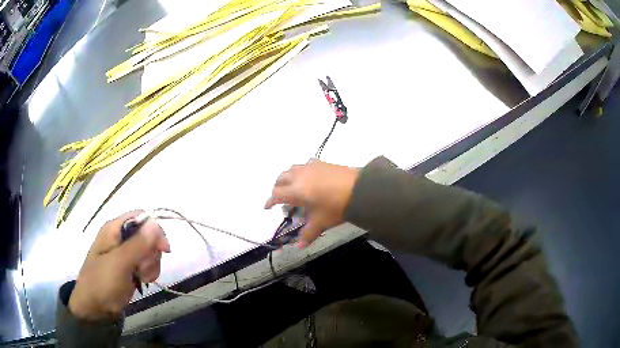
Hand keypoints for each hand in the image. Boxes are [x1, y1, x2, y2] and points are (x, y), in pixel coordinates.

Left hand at [69, 211, 170, 319]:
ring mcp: (125, 253)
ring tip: (141, 278)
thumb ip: (137, 244)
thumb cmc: (102, 282)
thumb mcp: (120, 263)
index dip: (155, 231)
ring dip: (150, 266)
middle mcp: (120, 237)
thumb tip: (155, 223)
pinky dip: (148, 273)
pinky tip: (142, 281)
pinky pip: (146, 264)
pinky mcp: (129, 267)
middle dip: (151, 253)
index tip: (164, 250)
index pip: (142, 218)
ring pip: (149, 252)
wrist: (95, 308)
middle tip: (142, 269)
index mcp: (114, 229)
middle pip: (147, 236)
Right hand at [265, 160, 358, 247]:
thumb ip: (308, 234)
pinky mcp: (321, 163)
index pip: (276, 194)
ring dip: (287, 178)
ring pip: (291, 169)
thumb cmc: (337, 206)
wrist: (359, 188)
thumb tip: (299, 246)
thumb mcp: (322, 222)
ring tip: (293, 187)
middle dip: (278, 188)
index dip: (270, 201)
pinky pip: (304, 165)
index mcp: (296, 190)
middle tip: (281, 198)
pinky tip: (309, 178)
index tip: (267, 207)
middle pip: (280, 179)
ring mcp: (310, 167)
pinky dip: (301, 172)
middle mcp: (299, 176)